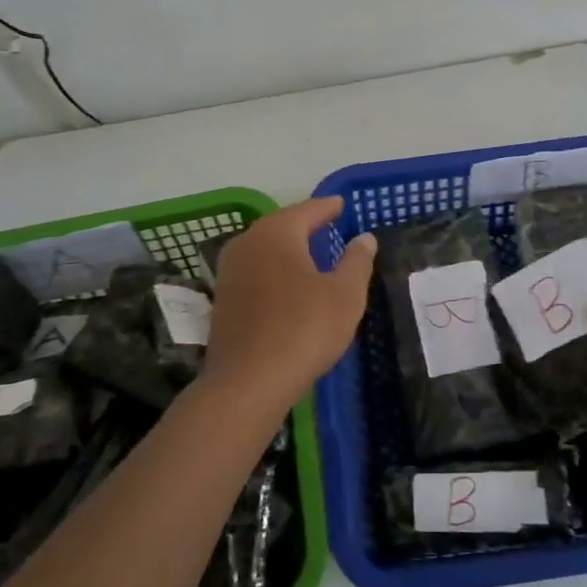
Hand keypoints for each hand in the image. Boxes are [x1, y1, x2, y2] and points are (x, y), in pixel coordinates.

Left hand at [203, 197, 376, 409]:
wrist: (247, 382)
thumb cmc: (303, 330)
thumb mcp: (344, 295)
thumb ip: (356, 261)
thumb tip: (364, 238)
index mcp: (276, 233)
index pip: (308, 210)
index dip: (328, 207)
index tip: (342, 204)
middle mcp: (247, 243)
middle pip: (282, 225)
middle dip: (306, 225)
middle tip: (328, 225)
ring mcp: (229, 271)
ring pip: (265, 249)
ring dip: (288, 248)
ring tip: (311, 254)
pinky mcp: (223, 299)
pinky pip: (255, 271)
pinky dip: (274, 270)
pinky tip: (288, 285)